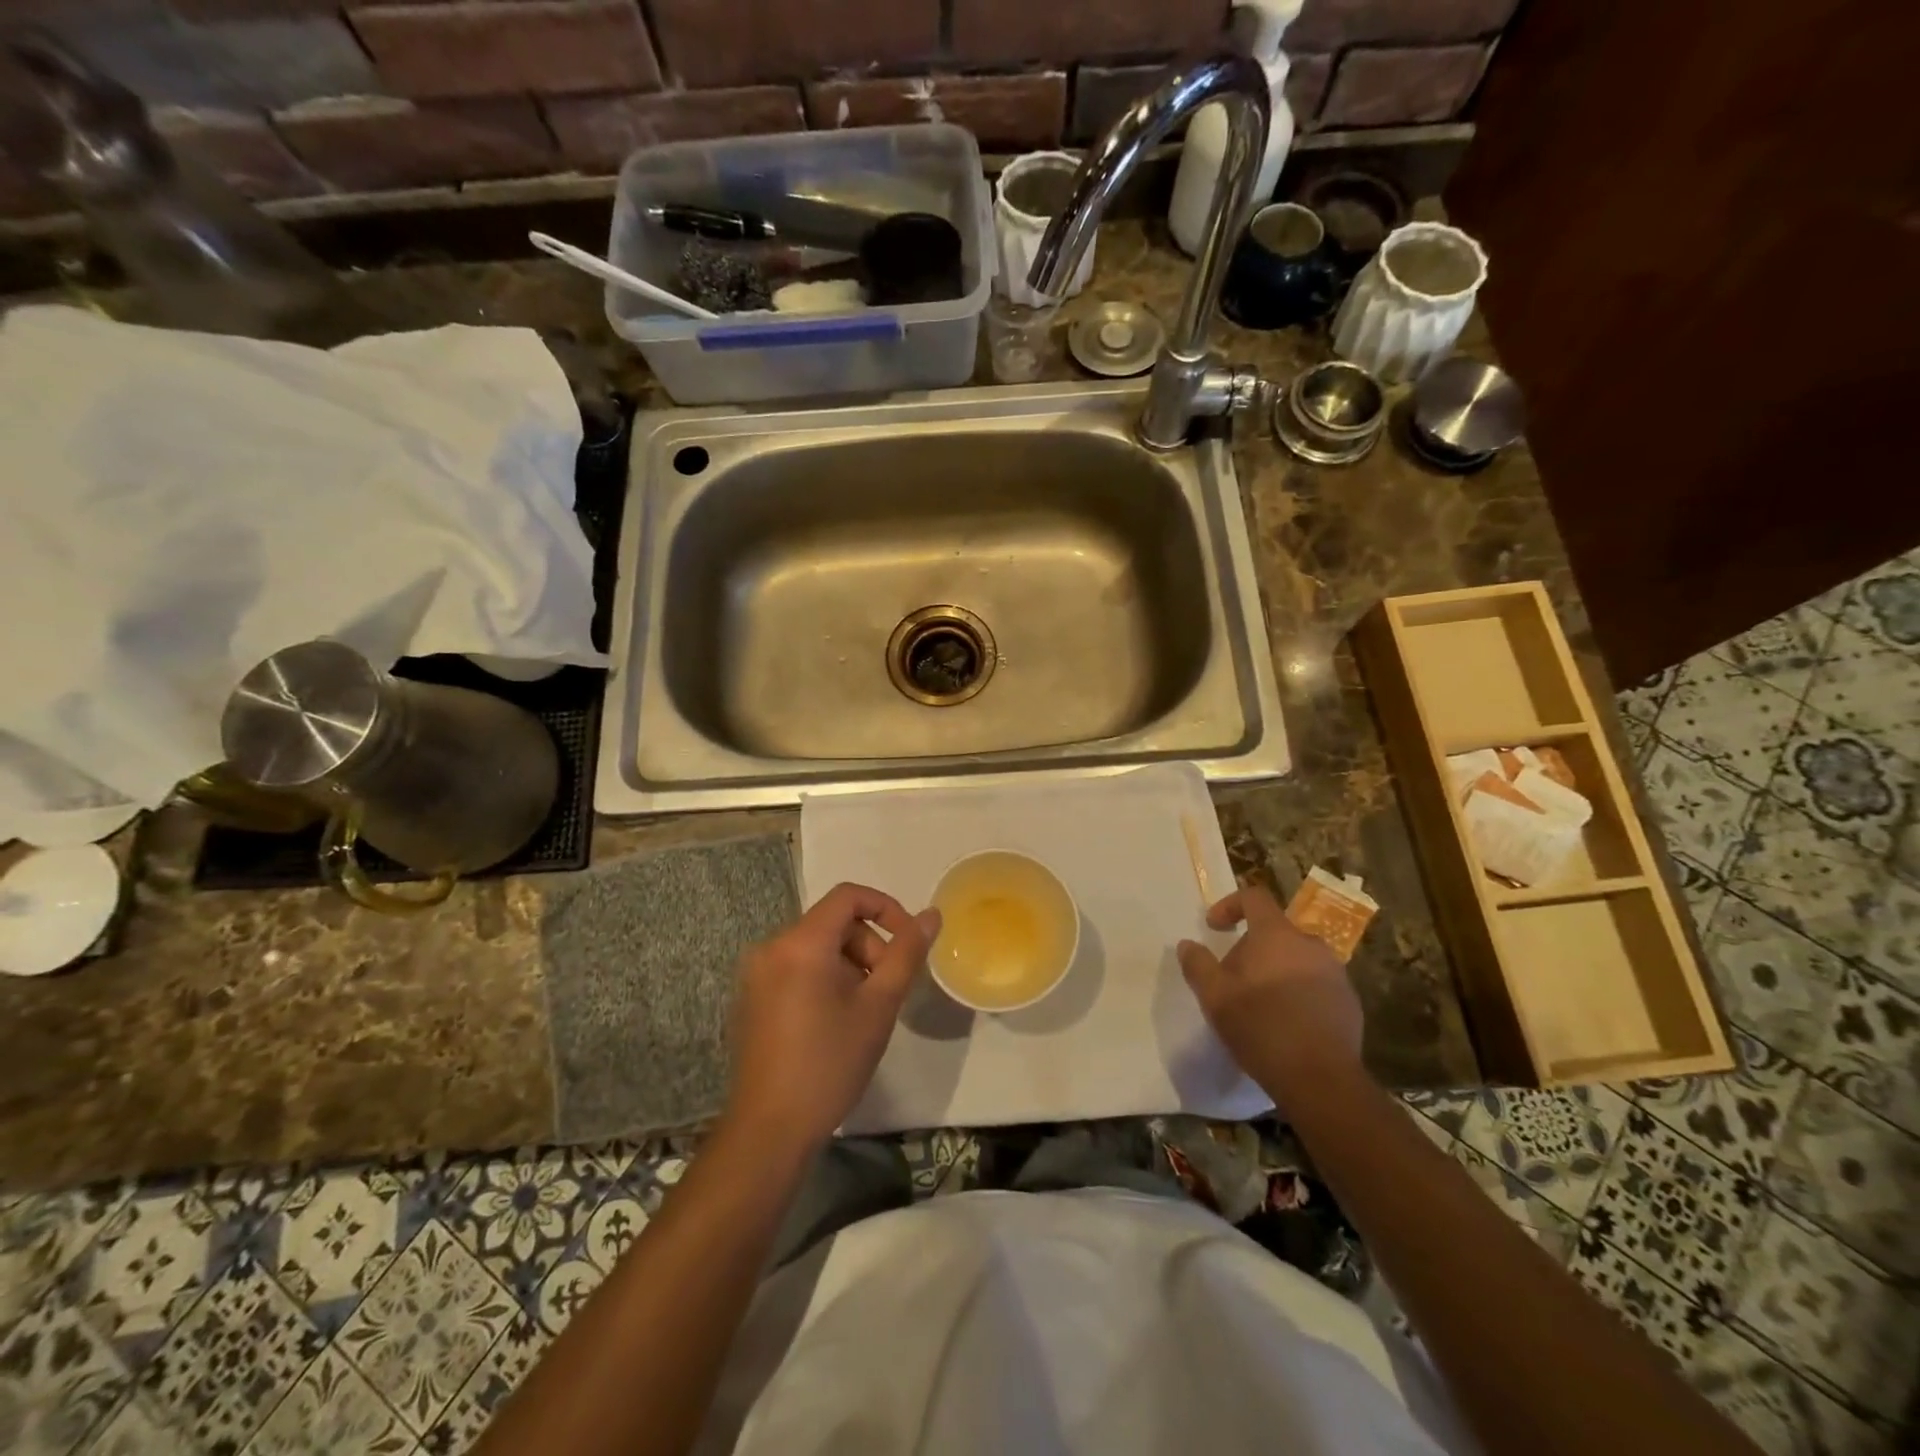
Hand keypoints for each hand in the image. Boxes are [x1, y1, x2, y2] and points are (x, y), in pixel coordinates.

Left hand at [725, 883, 939, 1153]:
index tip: (908, 942)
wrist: (769, 1130)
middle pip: (832, 923)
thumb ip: (906, 953)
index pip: (848, 896)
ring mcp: (755, 974)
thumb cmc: (830, 1063)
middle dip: (868, 947)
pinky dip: (823, 979)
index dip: (886, 908)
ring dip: (848, 966)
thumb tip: (931, 915)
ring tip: (862, 1012)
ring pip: (816, 947)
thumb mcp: (879, 1005)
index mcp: (800, 943)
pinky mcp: (750, 998)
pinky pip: (795, 968)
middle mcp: (771, 947)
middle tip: (886, 991)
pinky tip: (832, 1023)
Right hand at [1176, 884, 1365, 1104]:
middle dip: (1251, 946)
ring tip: (1259, 1001)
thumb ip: (1197, 964)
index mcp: (1277, 935)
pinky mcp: (1350, 1001)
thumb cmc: (1261, 1028)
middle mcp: (1310, 944)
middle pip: (1275, 930)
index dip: (1230, 904)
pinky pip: (1316, 982)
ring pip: (1297, 957)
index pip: (1254, 897)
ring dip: (1276, 969)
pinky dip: (1298, 990)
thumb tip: (1187, 944)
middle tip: (1232, 976)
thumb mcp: (1214, 996)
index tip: (1214, 927)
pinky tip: (1285, 1021)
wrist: (1321, 1080)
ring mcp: (1335, 973)